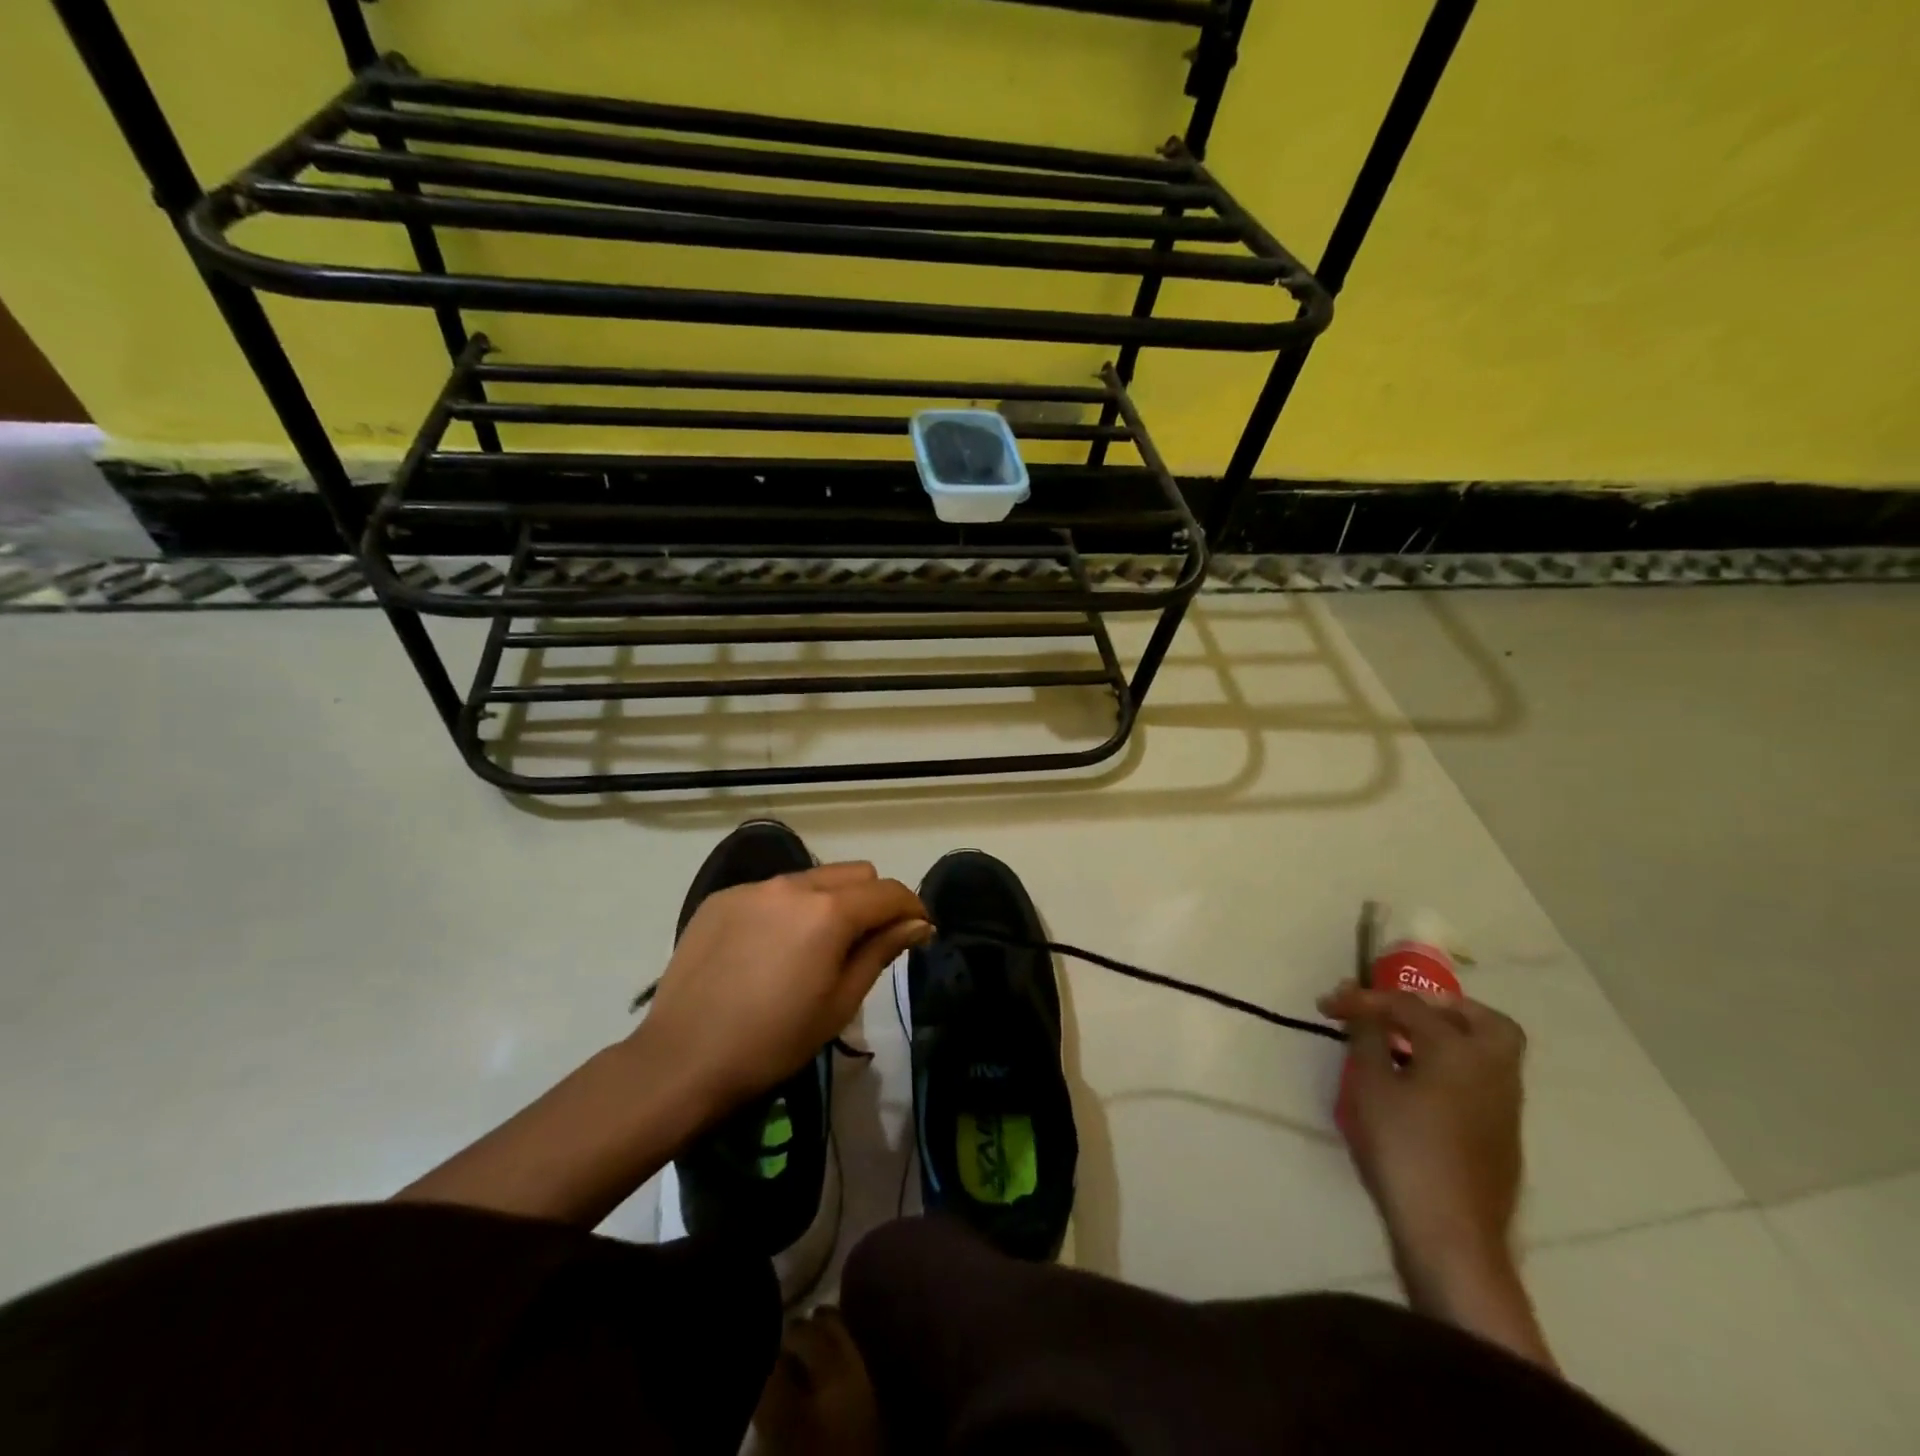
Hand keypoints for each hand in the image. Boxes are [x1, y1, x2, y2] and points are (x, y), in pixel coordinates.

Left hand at [633, 863, 930, 1119]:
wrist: (682, 1059)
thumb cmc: (774, 1041)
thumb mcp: (840, 1003)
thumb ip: (881, 951)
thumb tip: (917, 923)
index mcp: (829, 911)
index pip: (889, 891)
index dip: (912, 908)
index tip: (918, 932)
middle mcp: (793, 885)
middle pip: (854, 873)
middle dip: (872, 900)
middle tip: (867, 942)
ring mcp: (753, 888)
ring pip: (812, 878)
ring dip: (829, 902)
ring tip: (814, 947)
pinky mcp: (722, 898)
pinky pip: (772, 891)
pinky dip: (787, 910)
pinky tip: (769, 950)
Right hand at [1318, 983, 1528, 1301]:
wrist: (1450, 1235)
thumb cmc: (1404, 1148)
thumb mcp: (1370, 1086)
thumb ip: (1368, 1039)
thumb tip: (1364, 1011)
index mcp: (1459, 1050)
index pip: (1407, 1005)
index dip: (1364, 999)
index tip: (1327, 1004)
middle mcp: (1492, 1070)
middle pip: (1482, 1020)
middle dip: (1441, 1007)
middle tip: (1400, 1011)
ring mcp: (1504, 1107)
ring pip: (1487, 1052)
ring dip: (1448, 1038)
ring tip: (1400, 1045)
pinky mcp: (1500, 1137)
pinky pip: (1481, 1081)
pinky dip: (1453, 1067)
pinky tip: (1417, 1083)